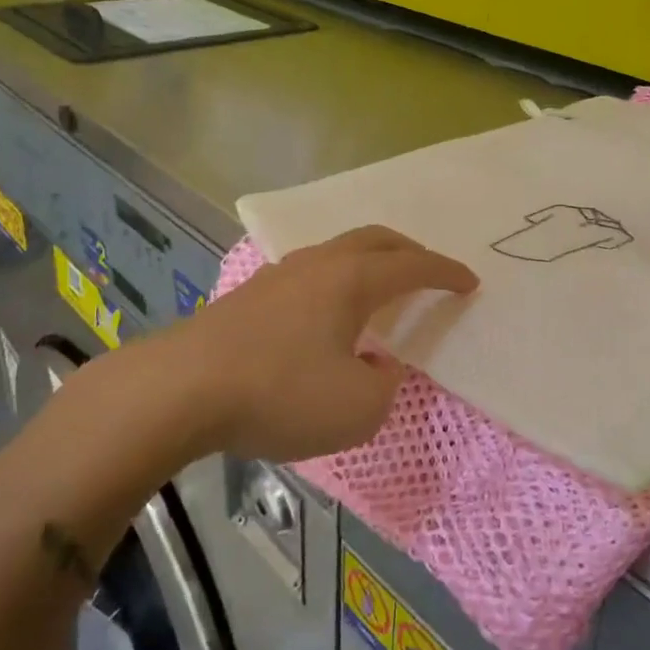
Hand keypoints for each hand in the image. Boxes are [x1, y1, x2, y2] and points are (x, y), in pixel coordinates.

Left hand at [144, 226, 476, 462]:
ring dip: (368, 263)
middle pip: (375, 240)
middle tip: (429, 270)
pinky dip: (336, 283)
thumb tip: (375, 367)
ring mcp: (279, 276)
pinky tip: (327, 316)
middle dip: (410, 252)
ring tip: (379, 290)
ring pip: (338, 252)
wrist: (178, 390)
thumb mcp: (356, 409)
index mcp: (352, 281)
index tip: (470, 282)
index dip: (446, 273)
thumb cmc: (279, 394)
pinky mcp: (249, 296)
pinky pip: (309, 274)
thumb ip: (383, 387)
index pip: (413, 267)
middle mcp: (318, 265)